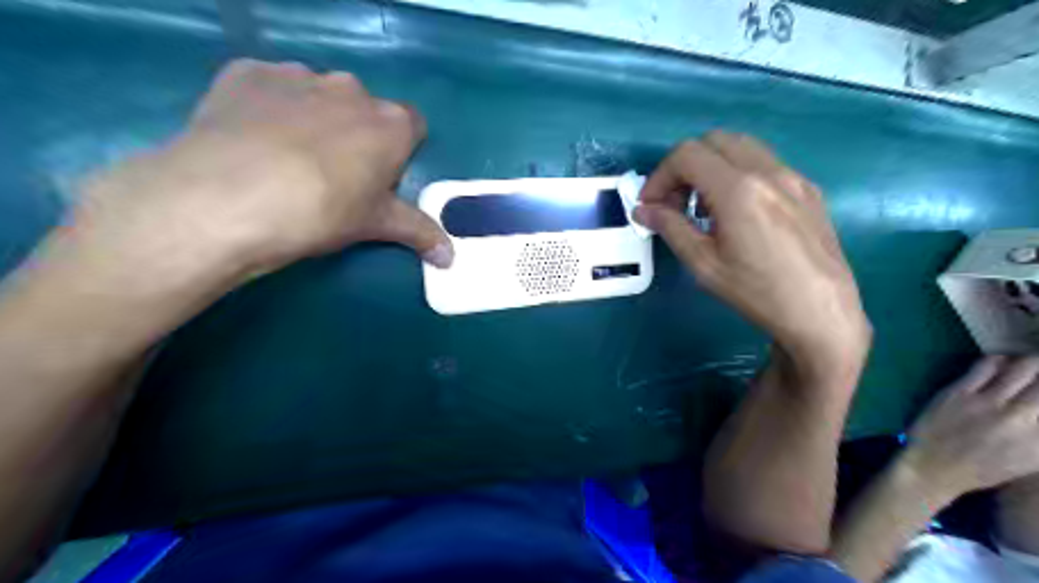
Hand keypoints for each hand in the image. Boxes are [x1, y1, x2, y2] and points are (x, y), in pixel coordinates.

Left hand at [68, 60, 451, 283]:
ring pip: (318, 95)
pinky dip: (268, 106)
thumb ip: (419, 233)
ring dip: (313, 118)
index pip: (413, 126)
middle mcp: (351, 89)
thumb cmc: (322, 211)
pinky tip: (251, 138)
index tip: (381, 177)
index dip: (399, 151)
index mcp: (391, 124)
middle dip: (357, 134)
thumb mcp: (375, 225)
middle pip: (365, 109)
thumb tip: (451, 258)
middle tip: (334, 174)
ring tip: (286, 158)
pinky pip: (270, 86)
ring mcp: (298, 76)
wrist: (228, 198)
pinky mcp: (247, 73)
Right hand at [634, 129, 869, 379]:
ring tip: (704, 209)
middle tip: (675, 203)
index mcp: (738, 190)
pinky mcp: (808, 189)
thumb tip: (643, 210)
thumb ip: (670, 228)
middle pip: (713, 141)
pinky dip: (738, 175)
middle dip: (684, 167)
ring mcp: (793, 177)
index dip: (660, 176)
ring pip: (741, 147)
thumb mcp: (704, 264)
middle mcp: (768, 171)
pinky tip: (737, 213)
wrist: (822, 312)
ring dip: (712, 167)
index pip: (687, 155)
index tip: (651, 205)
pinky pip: (765, 164)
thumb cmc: (757, 293)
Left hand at [906, 354, 1037, 500]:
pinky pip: (986, 365)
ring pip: (1024, 367)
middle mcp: (1022, 418)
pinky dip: (999, 360)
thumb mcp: (1031, 459)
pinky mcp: (959, 392)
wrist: (934, 466)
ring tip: (1031, 363)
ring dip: (1032, 362)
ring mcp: (988, 402)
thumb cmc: (983, 467)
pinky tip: (1001, 363)